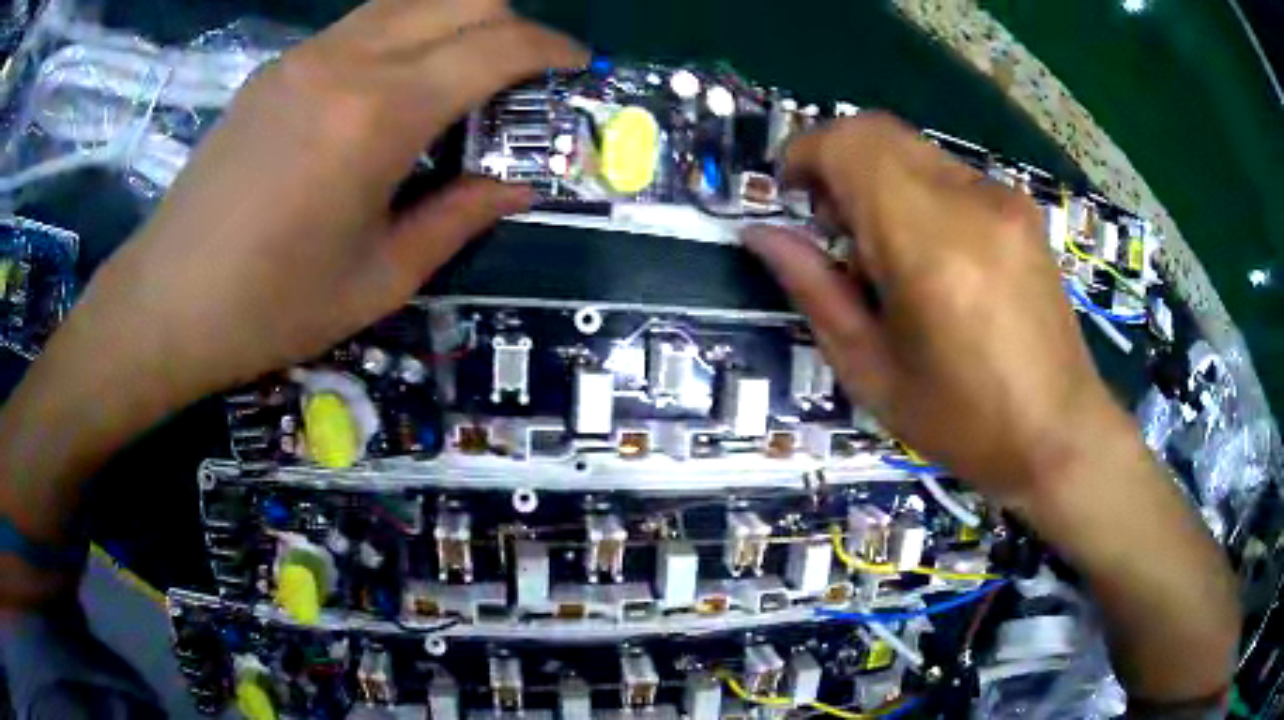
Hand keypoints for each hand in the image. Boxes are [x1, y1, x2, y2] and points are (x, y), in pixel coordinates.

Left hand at [0, 0, 583, 595]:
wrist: (166, 302)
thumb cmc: (270, 308)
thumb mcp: (380, 279)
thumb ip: (460, 217)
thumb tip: (520, 184)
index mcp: (381, 114)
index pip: (496, 45)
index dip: (551, 48)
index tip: (576, 66)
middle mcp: (349, 60)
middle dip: (511, 23)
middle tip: (521, 74)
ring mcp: (307, 55)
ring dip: (457, 20)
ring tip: (463, 73)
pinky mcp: (278, 66)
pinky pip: (365, 21)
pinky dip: (406, 32)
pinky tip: (394, 84)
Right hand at [742, 113, 1122, 500]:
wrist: (1060, 433)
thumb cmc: (964, 421)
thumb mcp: (872, 372)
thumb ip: (815, 290)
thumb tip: (763, 234)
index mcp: (928, 245)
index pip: (851, 144)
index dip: (806, 154)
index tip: (794, 197)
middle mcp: (970, 202)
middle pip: (879, 131)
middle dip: (838, 161)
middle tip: (833, 228)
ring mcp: (1003, 199)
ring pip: (913, 149)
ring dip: (878, 178)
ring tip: (885, 252)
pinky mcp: (1021, 209)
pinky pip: (948, 173)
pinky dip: (917, 191)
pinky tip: (931, 255)